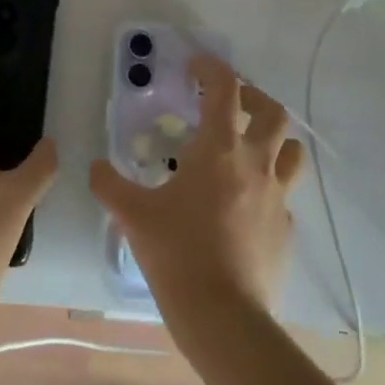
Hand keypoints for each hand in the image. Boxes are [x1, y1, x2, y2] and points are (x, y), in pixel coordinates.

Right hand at [91, 55, 304, 330]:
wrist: (224, 317)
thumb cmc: (178, 254)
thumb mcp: (133, 215)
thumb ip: (109, 185)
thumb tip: (94, 167)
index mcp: (220, 149)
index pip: (224, 88)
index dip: (210, 68)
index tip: (193, 67)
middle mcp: (256, 163)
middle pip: (272, 111)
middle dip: (252, 97)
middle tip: (227, 104)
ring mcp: (278, 196)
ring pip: (290, 149)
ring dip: (272, 138)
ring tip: (247, 146)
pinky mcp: (286, 228)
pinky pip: (284, 194)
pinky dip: (268, 186)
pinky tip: (245, 203)